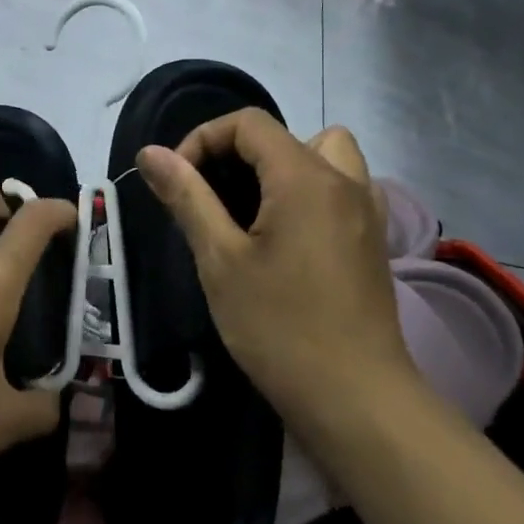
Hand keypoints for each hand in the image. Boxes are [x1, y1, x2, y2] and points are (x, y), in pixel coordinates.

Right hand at [136, 113, 417, 430]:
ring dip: (284, 165)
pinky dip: (311, 190)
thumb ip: (187, 197)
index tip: (179, 183)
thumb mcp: (220, 259)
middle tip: (212, 197)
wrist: (356, 399)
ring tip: (254, 209)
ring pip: (324, 154)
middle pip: (285, 135)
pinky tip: (288, 235)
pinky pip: (342, 187)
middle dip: (238, 153)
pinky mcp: (374, 239)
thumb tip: (150, 152)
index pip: (248, 124)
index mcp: (304, 177)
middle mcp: (344, 180)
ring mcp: (366, 210)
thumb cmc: (279, 327)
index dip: (203, 140)